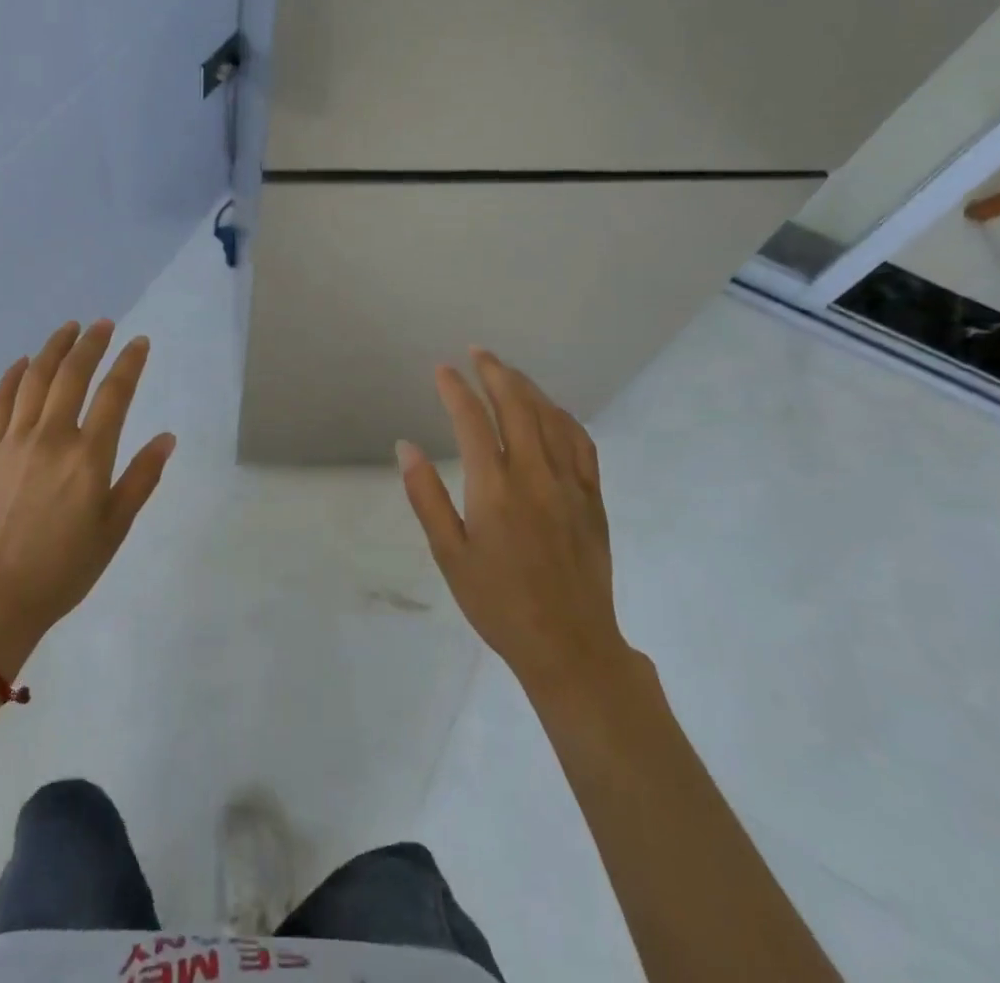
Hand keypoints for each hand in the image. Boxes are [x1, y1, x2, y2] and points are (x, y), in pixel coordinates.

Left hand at [0, 320, 175, 669]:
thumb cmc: (64, 569)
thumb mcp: (115, 528)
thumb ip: (141, 478)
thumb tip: (167, 437)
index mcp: (89, 457)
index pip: (114, 394)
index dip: (130, 363)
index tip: (139, 342)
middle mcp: (51, 438)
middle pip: (72, 375)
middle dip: (91, 343)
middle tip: (104, 324)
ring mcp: (13, 442)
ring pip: (35, 379)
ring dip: (53, 348)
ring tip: (69, 329)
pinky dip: (12, 377)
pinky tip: (23, 363)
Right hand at [397, 348, 632, 700]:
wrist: (570, 646)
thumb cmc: (498, 603)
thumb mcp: (449, 555)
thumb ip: (426, 496)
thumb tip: (406, 446)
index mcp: (495, 489)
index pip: (473, 421)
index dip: (455, 390)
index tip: (442, 370)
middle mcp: (535, 475)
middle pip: (516, 406)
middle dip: (494, 372)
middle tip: (477, 353)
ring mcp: (570, 484)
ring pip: (550, 417)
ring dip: (527, 387)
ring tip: (507, 371)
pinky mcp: (593, 498)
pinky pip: (581, 443)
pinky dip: (563, 417)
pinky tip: (551, 411)